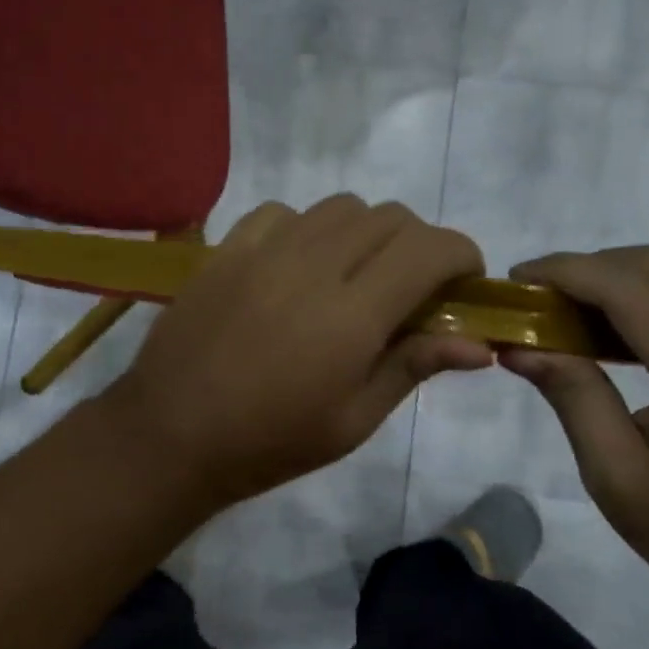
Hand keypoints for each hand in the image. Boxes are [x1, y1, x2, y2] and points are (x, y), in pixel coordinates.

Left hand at [104, 196, 492, 508]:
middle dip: (418, 245)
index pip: (430, 248)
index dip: (461, 255)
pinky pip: (283, 212)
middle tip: (410, 289)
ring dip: (365, 232)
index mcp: (353, 313)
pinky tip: (297, 265)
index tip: (463, 282)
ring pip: (340, 206)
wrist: (172, 434)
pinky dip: (307, 228)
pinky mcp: (227, 248)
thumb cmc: (270, 442)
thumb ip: (413, 366)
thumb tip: (477, 345)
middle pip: (390, 218)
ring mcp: (265, 249)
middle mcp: (313, 264)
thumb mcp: (353, 420)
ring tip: (354, 275)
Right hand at [503, 245, 648, 612]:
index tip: (517, 279)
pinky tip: (646, 321)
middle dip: (592, 268)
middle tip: (545, 302)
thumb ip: (572, 397)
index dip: (565, 270)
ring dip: (634, 269)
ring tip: (593, 308)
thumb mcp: (617, 477)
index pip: (626, 285)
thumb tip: (519, 345)